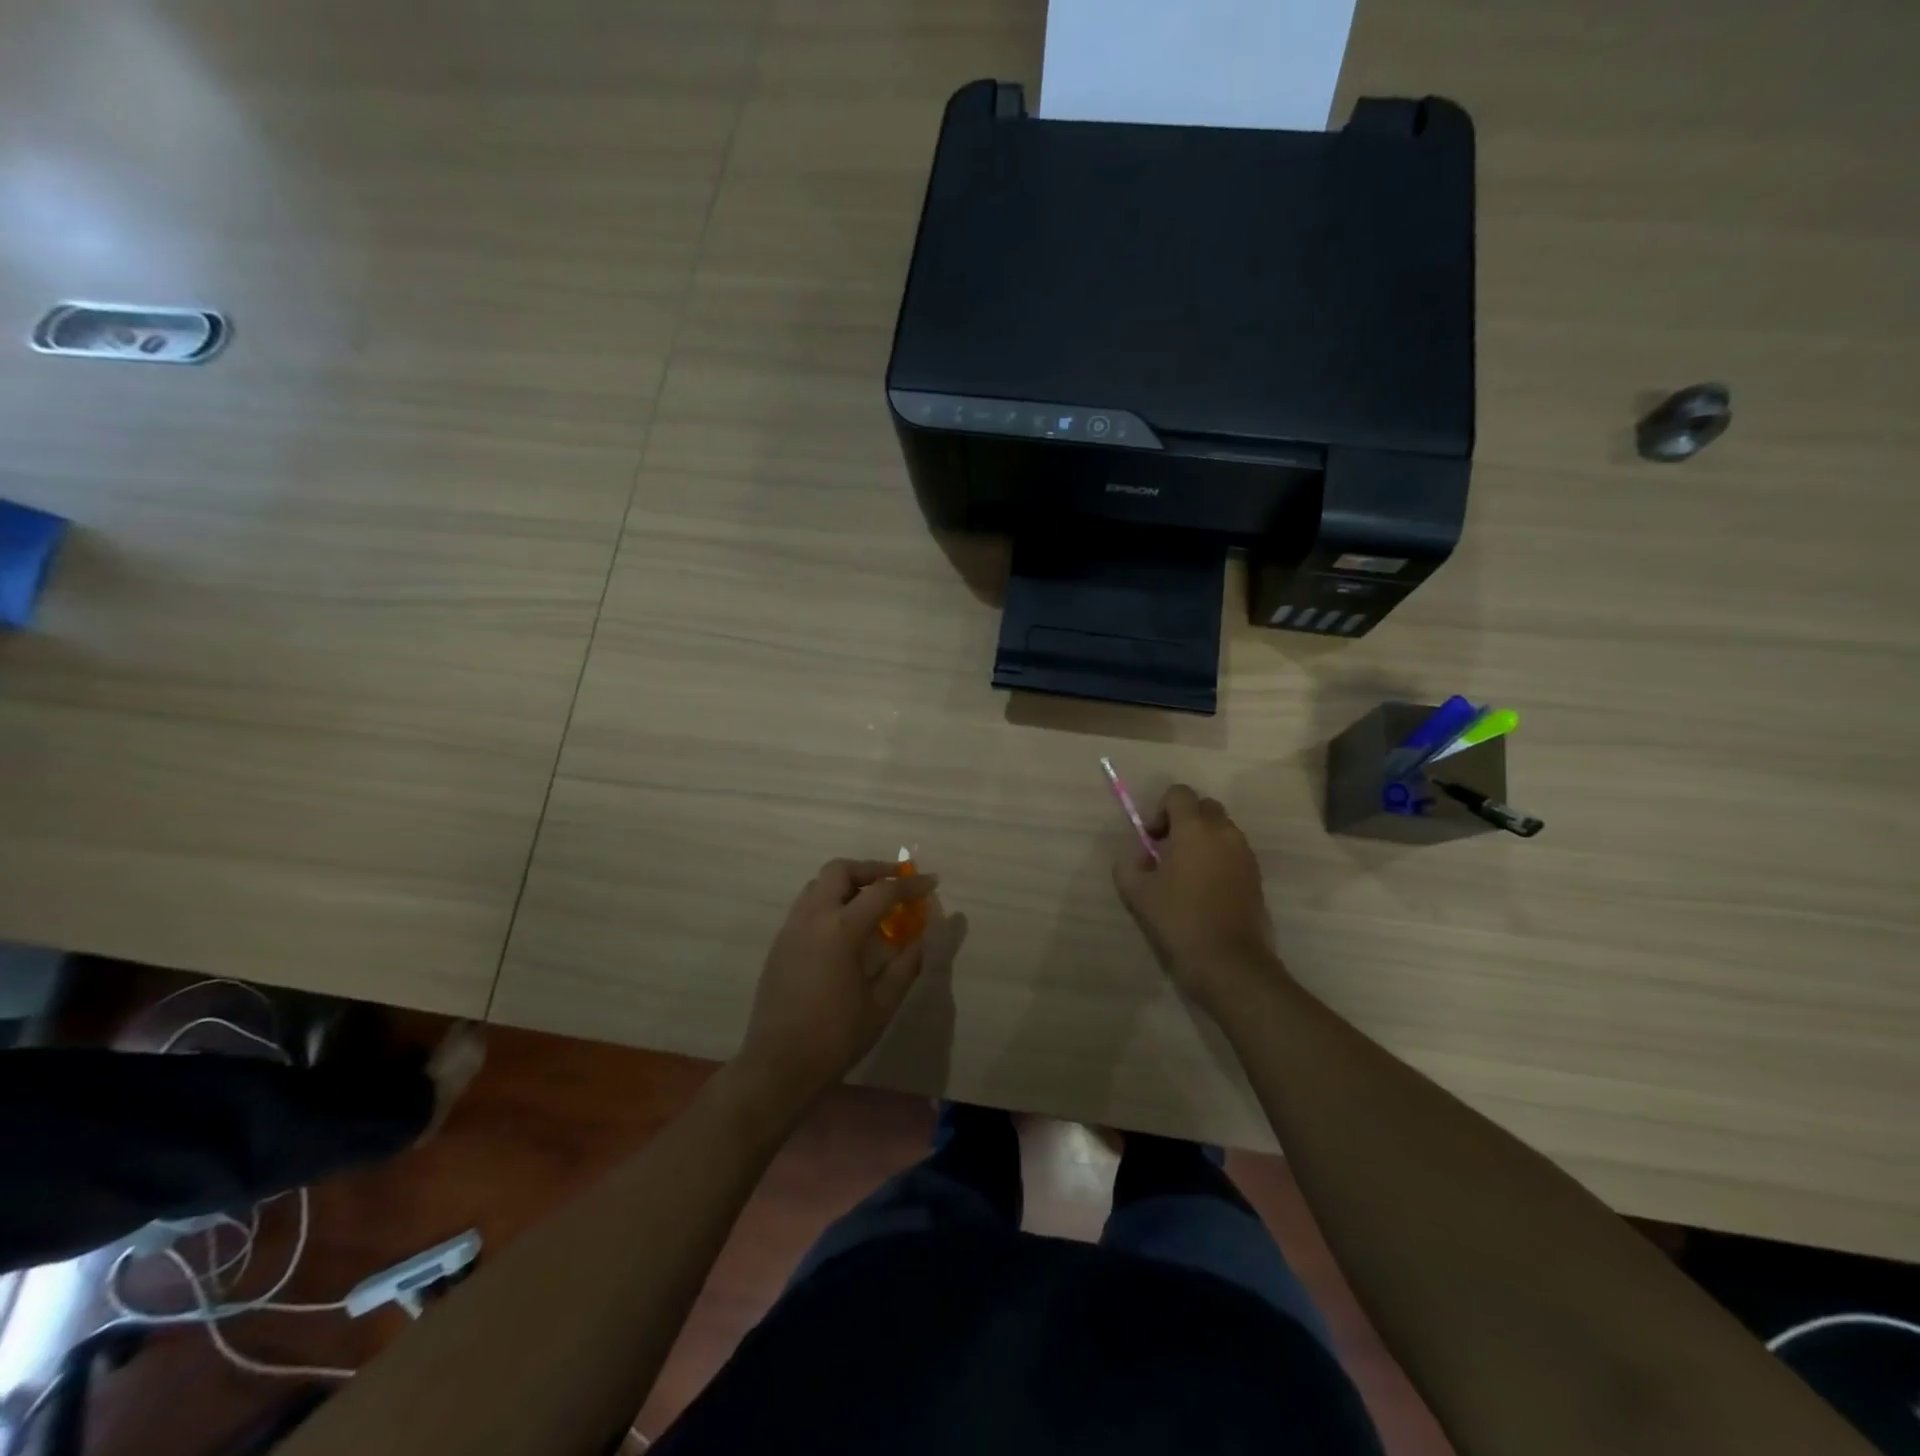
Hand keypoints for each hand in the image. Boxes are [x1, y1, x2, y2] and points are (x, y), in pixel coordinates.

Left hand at [736, 859, 966, 1107]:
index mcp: (840, 930)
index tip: (931, 882)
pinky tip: (846, 927)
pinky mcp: (780, 943)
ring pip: (819, 884)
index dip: (910, 885)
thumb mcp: (881, 1004)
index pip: (882, 892)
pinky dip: (830, 901)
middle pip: (840, 870)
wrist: (778, 1066)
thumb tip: (921, 937)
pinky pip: (807, 905)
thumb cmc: (835, 1037)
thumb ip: (905, 965)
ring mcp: (791, 928)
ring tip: (872, 901)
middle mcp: (812, 917)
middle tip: (895, 881)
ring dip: (848, 883)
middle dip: (871, 869)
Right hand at [1112, 785, 1284, 1012]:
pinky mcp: (1256, 877)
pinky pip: (1233, 853)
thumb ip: (1129, 863)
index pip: (1179, 793)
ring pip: (1221, 830)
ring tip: (1185, 875)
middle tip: (1167, 852)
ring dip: (1202, 841)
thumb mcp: (1136, 892)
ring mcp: (1245, 854)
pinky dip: (1217, 860)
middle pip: (1204, 808)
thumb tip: (1139, 855)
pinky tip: (1203, 892)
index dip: (1160, 810)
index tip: (1151, 840)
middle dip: (1184, 821)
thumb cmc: (1178, 921)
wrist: (1228, 963)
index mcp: (1194, 828)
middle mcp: (1224, 833)